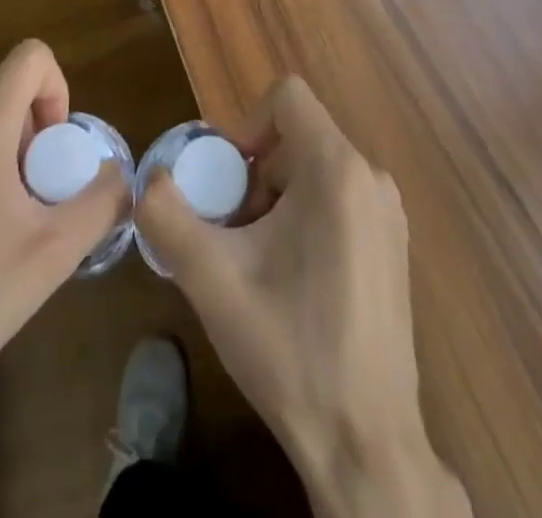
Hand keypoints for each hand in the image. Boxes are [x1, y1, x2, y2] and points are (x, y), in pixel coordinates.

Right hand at [136, 78, 468, 517]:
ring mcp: (388, 213)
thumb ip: (167, 215)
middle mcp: (371, 178)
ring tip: (258, 261)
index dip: (245, 124)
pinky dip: (305, 217)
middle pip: (297, 137)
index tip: (227, 180)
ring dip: (276, 198)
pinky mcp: (393, 244)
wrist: (365, 443)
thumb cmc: (288, 348)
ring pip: (315, 169)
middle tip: (233, 231)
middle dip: (255, 174)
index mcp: (336, 170)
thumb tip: (149, 180)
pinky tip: (291, 279)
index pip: (287, 97)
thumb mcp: (210, 278)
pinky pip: (339, 198)